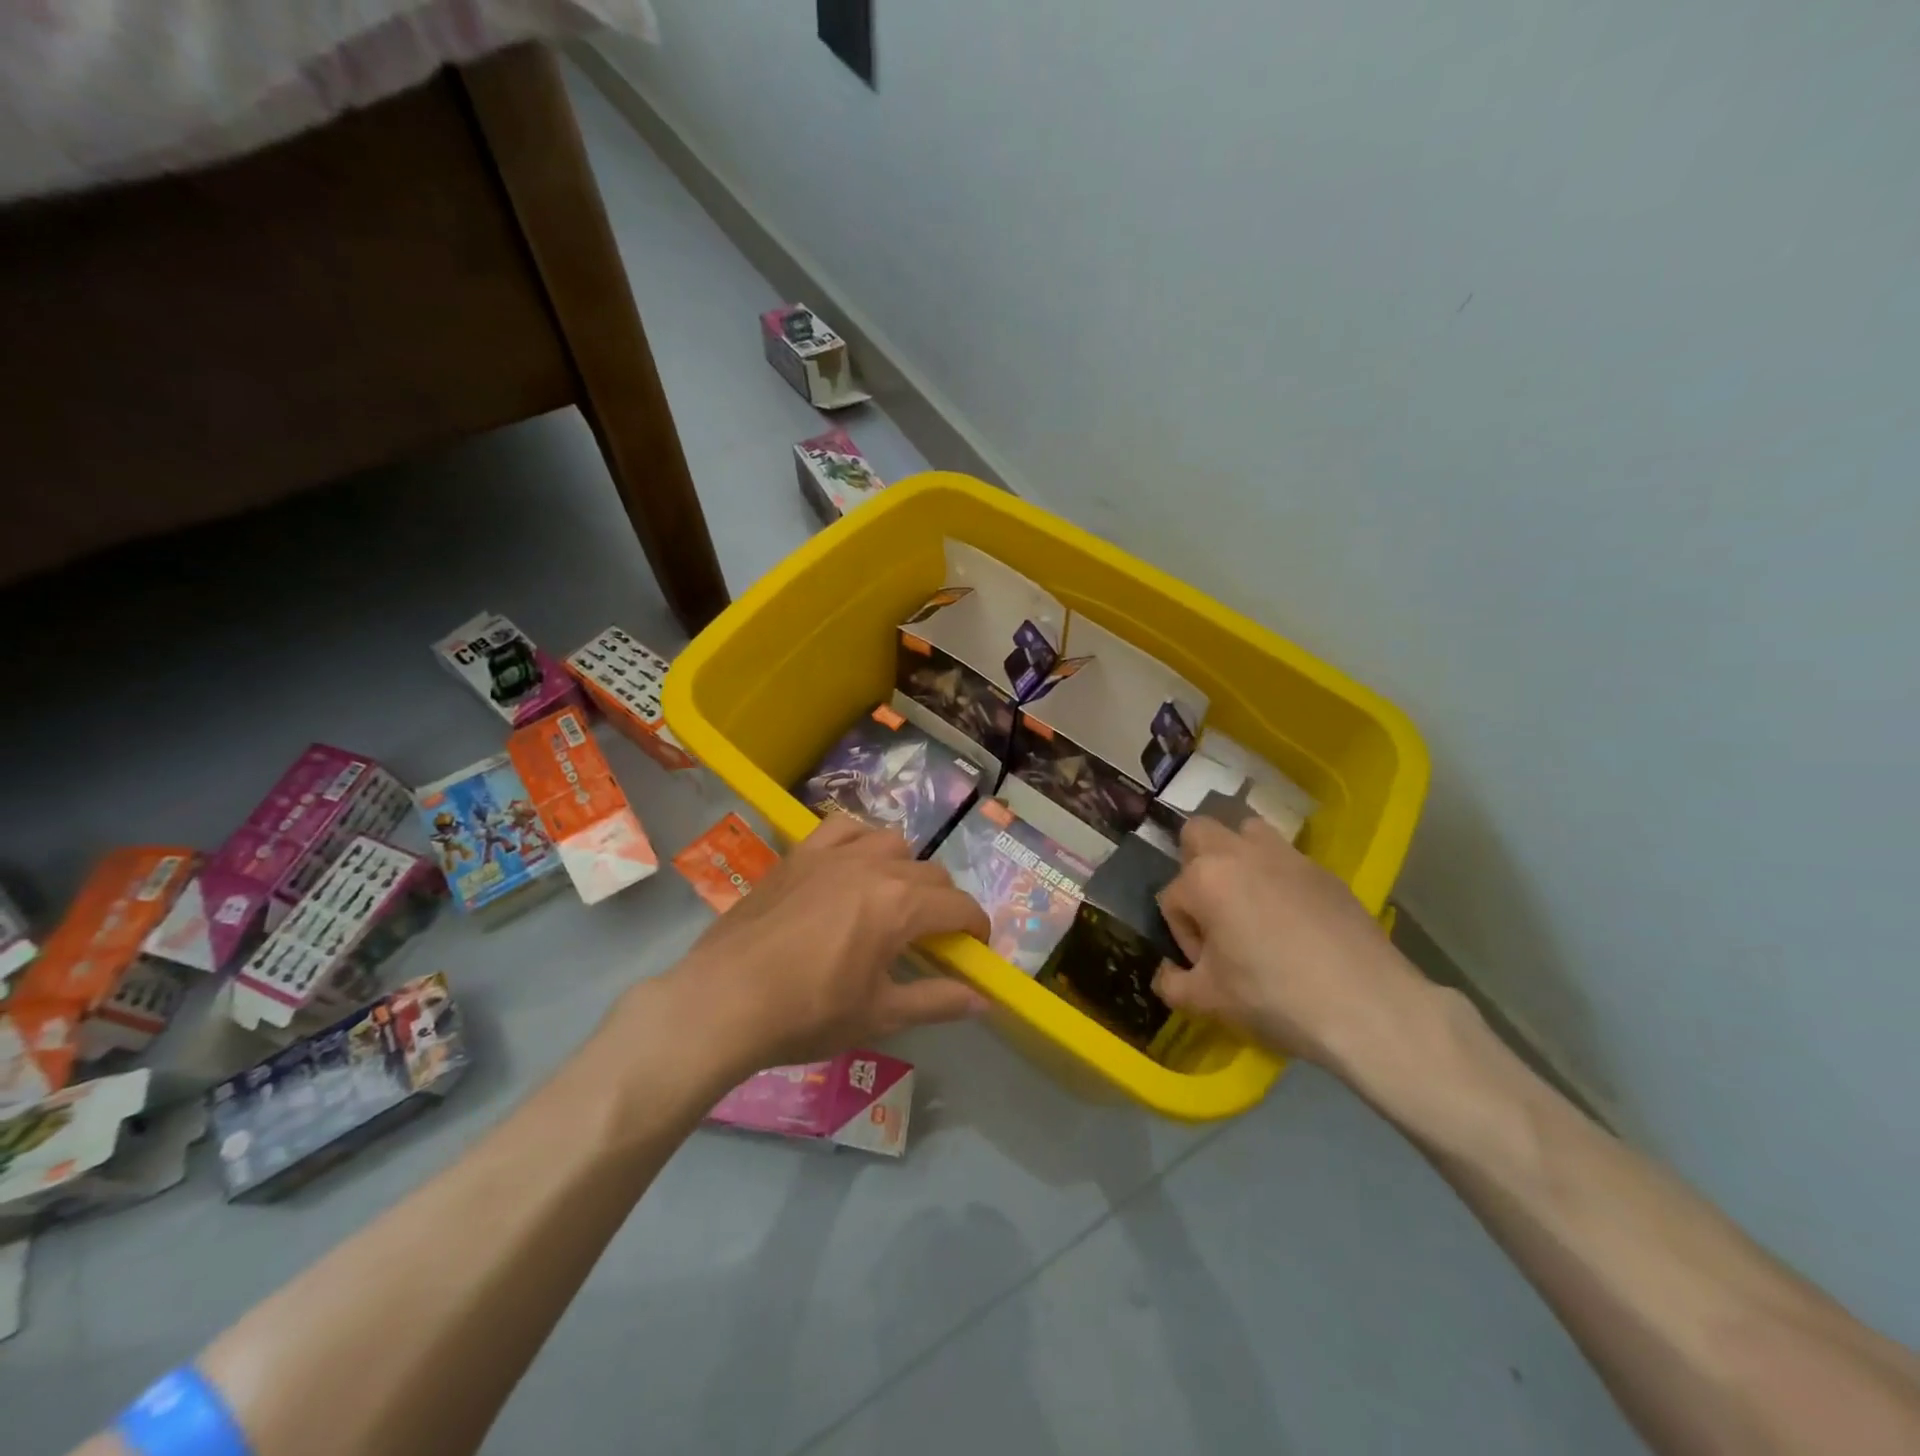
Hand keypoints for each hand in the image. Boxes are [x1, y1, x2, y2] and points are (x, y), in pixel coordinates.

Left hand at [660, 815, 990, 1070]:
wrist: (723, 1001)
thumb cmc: (807, 1014)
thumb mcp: (880, 1015)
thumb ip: (937, 1001)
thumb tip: (984, 1001)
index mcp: (899, 905)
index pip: (958, 905)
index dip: (977, 926)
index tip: (976, 948)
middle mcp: (873, 866)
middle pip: (930, 873)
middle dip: (943, 903)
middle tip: (933, 938)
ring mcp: (833, 854)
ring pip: (891, 842)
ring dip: (905, 867)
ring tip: (893, 899)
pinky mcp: (800, 854)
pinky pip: (843, 827)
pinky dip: (860, 839)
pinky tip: (852, 863)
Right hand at [1151, 815, 1433, 1073]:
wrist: (1368, 1007)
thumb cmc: (1274, 997)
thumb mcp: (1208, 1001)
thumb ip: (1173, 984)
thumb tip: (1166, 976)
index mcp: (1205, 878)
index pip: (1172, 897)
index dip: (1182, 935)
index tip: (1205, 966)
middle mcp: (1240, 853)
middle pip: (1199, 834)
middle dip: (1194, 865)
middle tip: (1213, 912)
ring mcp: (1287, 857)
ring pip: (1247, 832)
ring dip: (1238, 857)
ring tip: (1251, 903)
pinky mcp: (1325, 872)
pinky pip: (1288, 860)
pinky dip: (1279, 878)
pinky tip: (1294, 922)